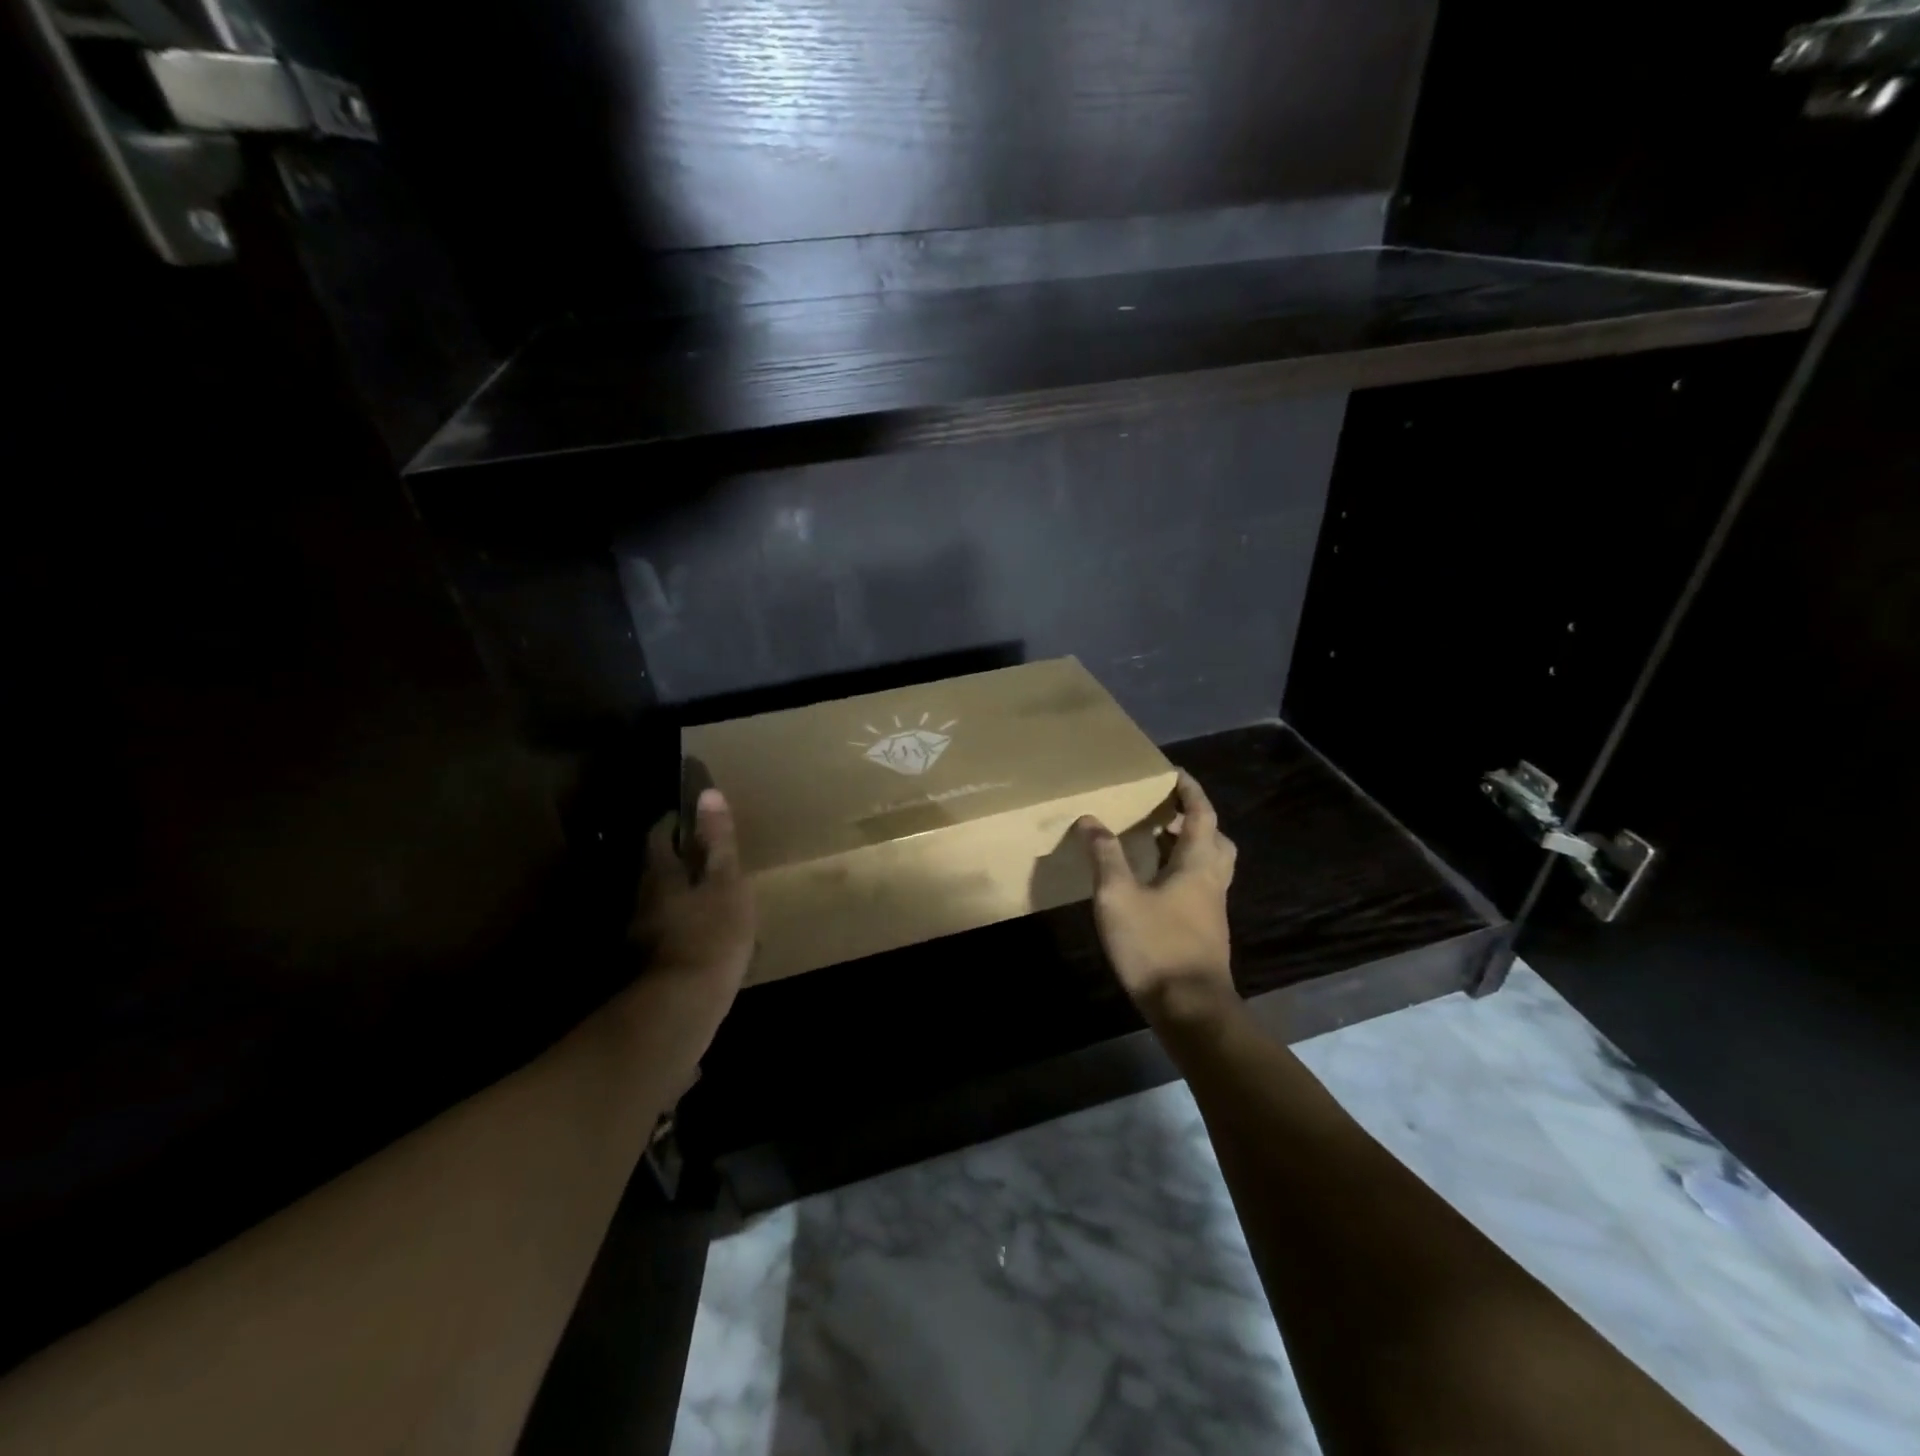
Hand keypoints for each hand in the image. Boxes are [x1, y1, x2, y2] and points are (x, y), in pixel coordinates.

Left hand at [631, 788, 755, 993]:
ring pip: (662, 900)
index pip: (659, 835)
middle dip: (680, 858)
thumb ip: (718, 841)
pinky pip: (670, 929)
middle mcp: (644, 898)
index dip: (674, 821)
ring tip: (712, 893)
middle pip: (658, 868)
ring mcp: (644, 932)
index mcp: (660, 874)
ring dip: (683, 892)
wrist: (684, 1006)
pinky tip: (706, 933)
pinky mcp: (652, 961)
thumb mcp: (726, 882)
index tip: (692, 816)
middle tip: (708, 854)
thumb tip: (708, 794)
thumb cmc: (712, 933)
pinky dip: (686, 923)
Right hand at [1076, 770, 1236, 1026]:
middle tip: (1167, 812)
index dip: (1191, 791)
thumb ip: (1105, 856)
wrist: (1189, 1008)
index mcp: (1197, 864)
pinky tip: (1154, 887)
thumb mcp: (1118, 896)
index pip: (1202, 815)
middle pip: (1215, 840)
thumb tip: (1090, 819)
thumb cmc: (1155, 945)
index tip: (1176, 773)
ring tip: (1156, 844)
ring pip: (1211, 866)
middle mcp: (1212, 881)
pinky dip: (1183, 874)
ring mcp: (1213, 910)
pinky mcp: (1206, 932)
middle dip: (1196, 820)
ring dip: (1190, 848)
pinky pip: (1200, 888)